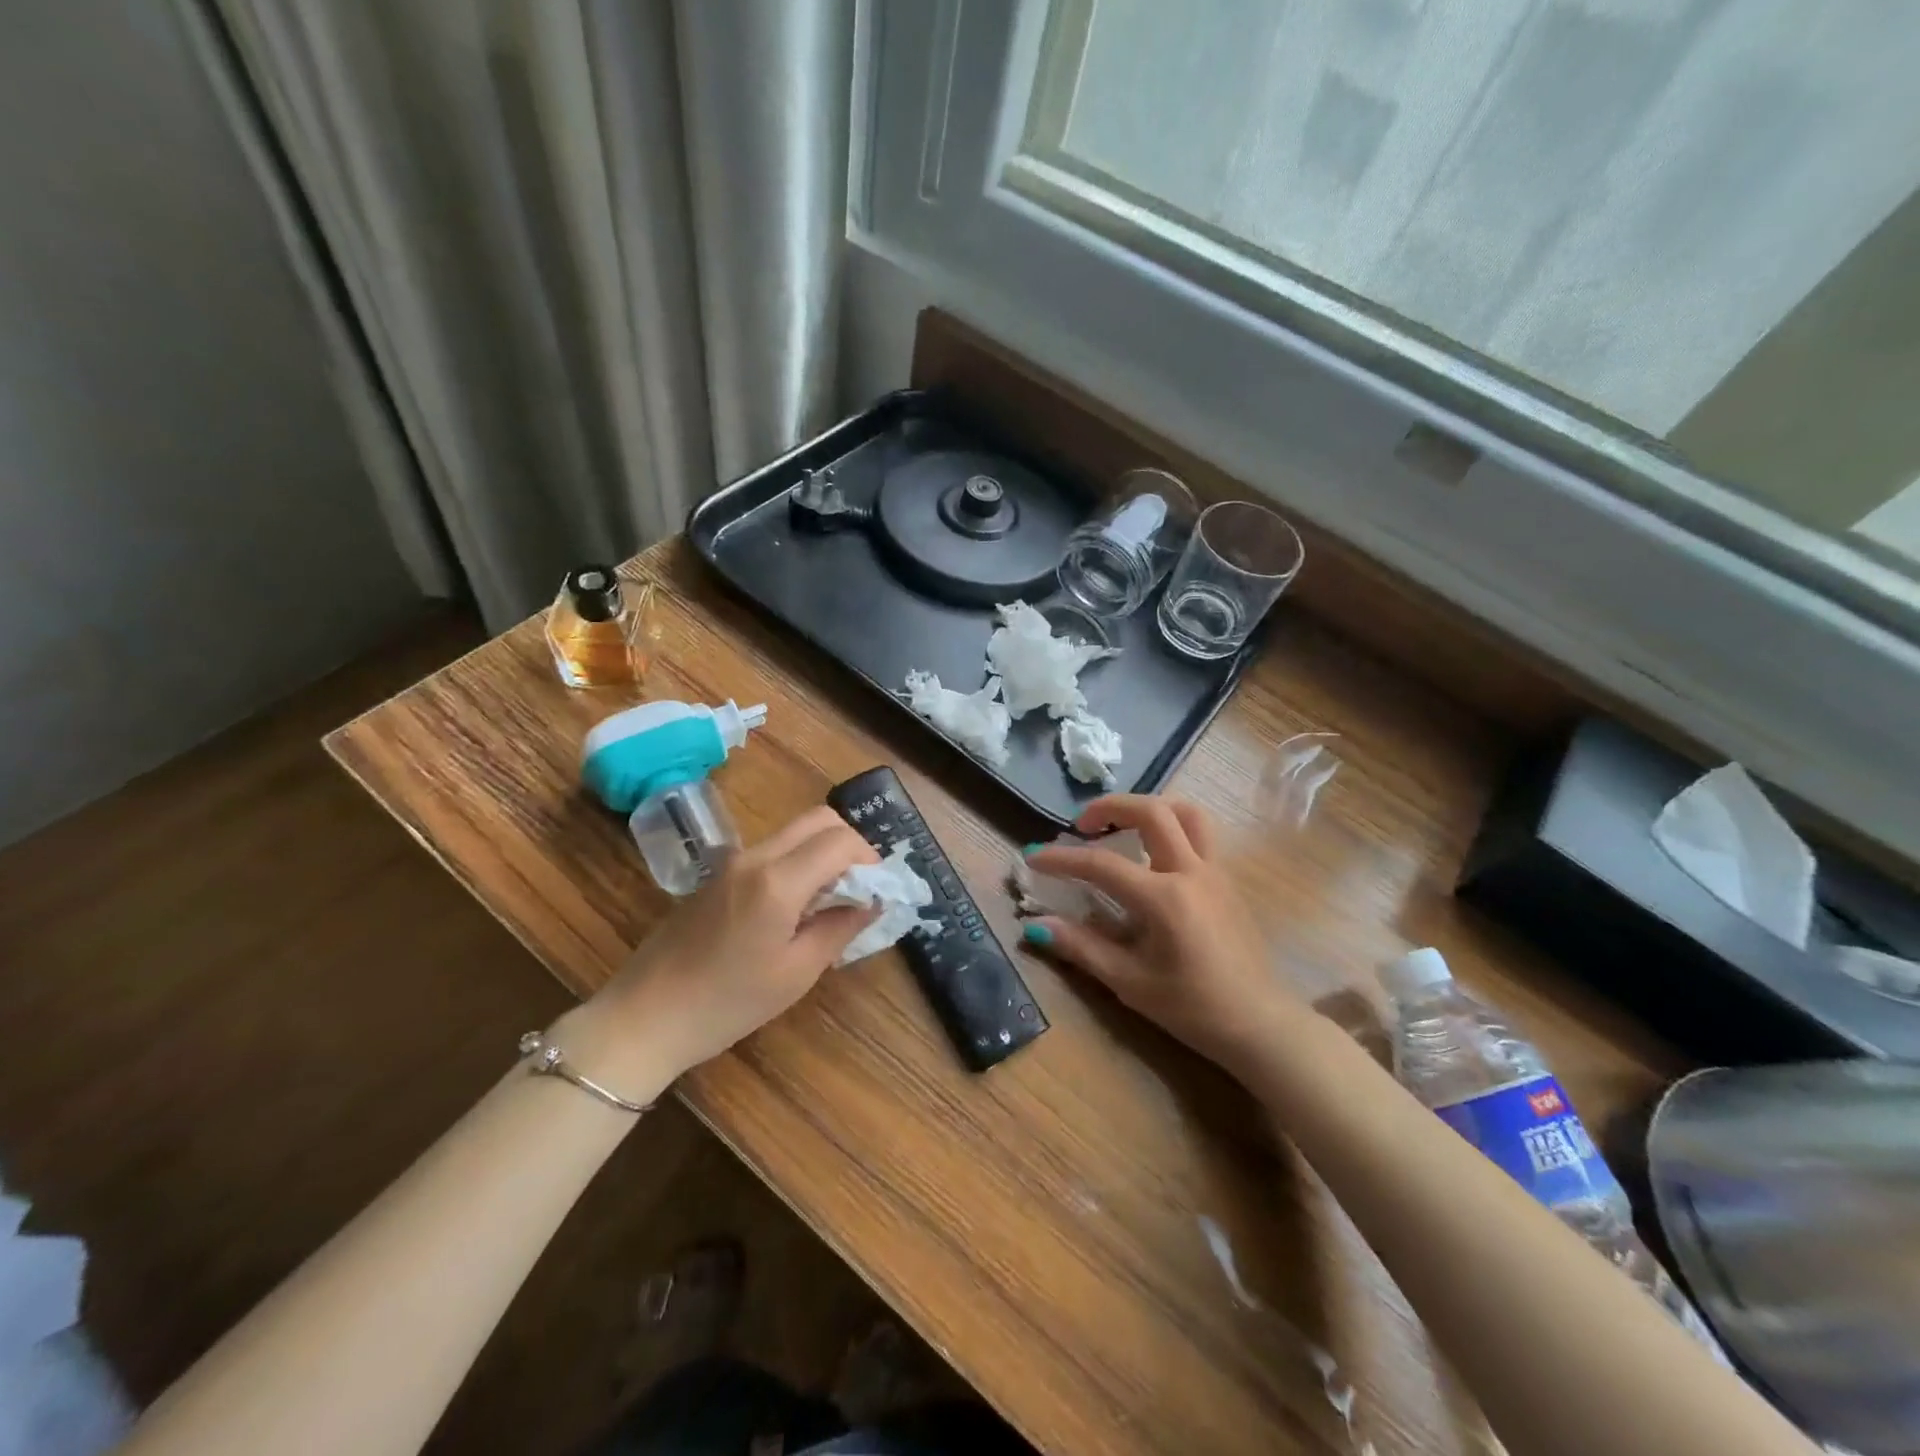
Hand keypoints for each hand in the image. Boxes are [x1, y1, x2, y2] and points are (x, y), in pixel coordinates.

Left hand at [557, 806, 877, 1091]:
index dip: (870, 858)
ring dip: (823, 852)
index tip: (877, 890)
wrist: (645, 1017)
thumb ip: (841, 927)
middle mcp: (756, 856)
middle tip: (860, 886)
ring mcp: (732, 861)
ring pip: (795, 832)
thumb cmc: (727, 1003)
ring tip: (832, 899)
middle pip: (819, 820)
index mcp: (778, 880)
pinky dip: (799, 861)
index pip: (841, 840)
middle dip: (850, 844)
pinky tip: (797, 906)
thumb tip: (872, 900)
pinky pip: (772, 849)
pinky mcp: (718, 873)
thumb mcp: (797, 973)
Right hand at [1022, 795, 1306, 1080]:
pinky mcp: (1227, 880)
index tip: (1033, 856)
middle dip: (1110, 806)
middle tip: (1082, 824)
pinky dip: (1171, 826)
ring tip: (1122, 826)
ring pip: (1186, 812)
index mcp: (1165, 898)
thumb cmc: (1193, 1008)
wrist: (1259, 1024)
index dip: (1063, 858)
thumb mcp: (1130, 983)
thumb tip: (1036, 925)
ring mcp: (1216, 871)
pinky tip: (1152, 854)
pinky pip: (1200, 833)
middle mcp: (1192, 872)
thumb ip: (1082, 947)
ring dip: (1149, 808)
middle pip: (1152, 811)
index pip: (1103, 864)